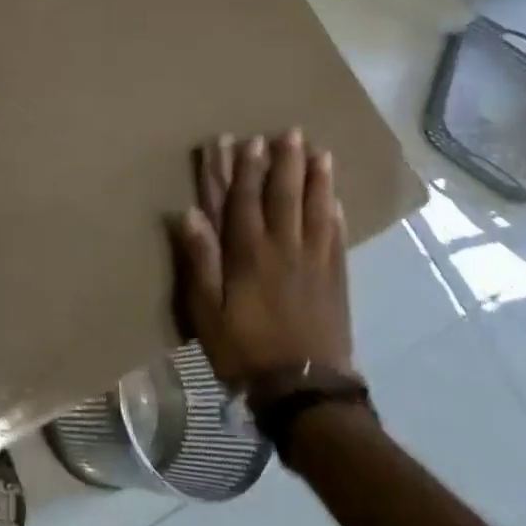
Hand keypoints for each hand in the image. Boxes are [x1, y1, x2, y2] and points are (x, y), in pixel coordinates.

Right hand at [170, 129, 355, 387]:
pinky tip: (335, 198)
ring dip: (316, 178)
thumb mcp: (207, 311)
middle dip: (284, 161)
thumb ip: (199, 260)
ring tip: (320, 152)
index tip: (246, 139)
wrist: (304, 393)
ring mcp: (314, 262)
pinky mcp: (336, 280)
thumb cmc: (245, 350)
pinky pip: (336, 237)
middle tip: (290, 132)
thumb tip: (188, 212)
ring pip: (315, 209)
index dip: (245, 168)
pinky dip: (335, 213)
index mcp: (249, 253)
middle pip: (284, 195)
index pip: (245, 199)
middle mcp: (283, 248)